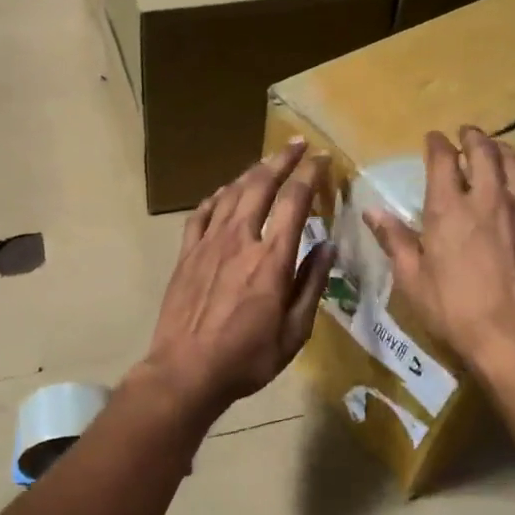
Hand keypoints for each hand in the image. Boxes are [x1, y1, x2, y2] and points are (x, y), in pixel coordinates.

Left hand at [141, 139, 335, 418]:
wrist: (186, 371)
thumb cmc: (247, 358)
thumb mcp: (294, 331)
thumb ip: (312, 285)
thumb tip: (328, 245)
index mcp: (272, 259)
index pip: (295, 202)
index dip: (311, 175)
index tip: (323, 159)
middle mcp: (241, 240)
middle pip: (261, 186)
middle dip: (282, 160)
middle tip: (298, 144)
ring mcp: (209, 244)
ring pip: (231, 194)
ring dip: (252, 172)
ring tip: (267, 162)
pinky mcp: (187, 253)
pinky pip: (202, 213)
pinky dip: (217, 196)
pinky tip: (226, 192)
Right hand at [364, 126, 514, 369]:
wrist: (513, 336)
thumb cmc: (453, 309)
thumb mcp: (412, 279)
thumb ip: (394, 240)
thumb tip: (372, 211)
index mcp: (449, 209)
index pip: (442, 160)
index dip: (437, 144)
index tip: (434, 139)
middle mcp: (490, 199)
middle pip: (485, 152)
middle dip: (474, 138)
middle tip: (468, 135)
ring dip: (506, 154)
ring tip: (500, 152)